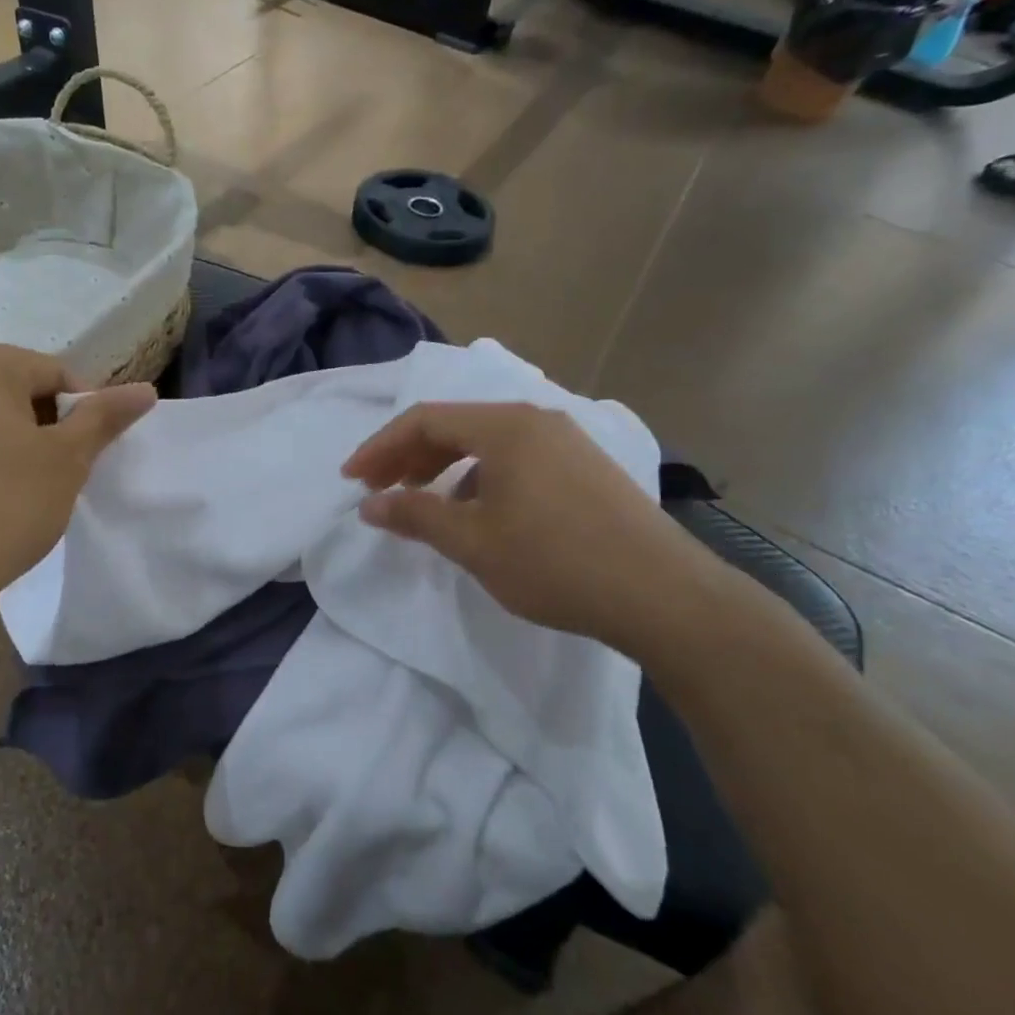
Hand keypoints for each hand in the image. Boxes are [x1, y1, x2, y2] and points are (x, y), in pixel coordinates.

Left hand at [0, 338, 155, 605]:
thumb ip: (104, 418)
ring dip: (10, 444)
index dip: (83, 417)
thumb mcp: (66, 461)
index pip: (57, 375)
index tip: (85, 461)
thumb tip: (145, 389)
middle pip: (16, 391)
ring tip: (18, 493)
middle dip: (44, 429)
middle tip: (55, 479)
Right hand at [343, 402, 729, 658]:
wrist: (663, 595)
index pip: (425, 420)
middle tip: (380, 491)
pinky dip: (480, 477)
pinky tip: (478, 513)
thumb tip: (370, 504)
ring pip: (486, 442)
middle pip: (455, 425)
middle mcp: (537, 420)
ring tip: (423, 502)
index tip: (352, 479)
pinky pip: (515, 459)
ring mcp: (567, 442)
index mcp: (506, 426)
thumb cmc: (555, 562)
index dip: (381, 447)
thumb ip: (415, 516)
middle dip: (409, 456)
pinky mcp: (585, 468)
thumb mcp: (473, 542)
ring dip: (444, 467)